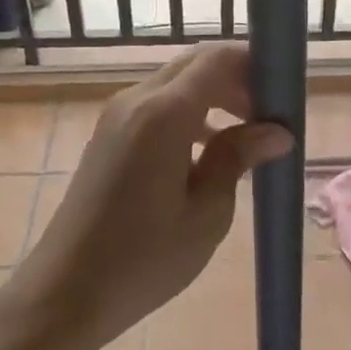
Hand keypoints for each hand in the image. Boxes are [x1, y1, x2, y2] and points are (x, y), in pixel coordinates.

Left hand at [9, 44, 291, 349]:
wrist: (66, 290)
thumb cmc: (144, 258)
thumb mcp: (206, 213)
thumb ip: (237, 158)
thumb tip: (276, 131)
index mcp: (163, 113)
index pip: (216, 59)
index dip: (253, 63)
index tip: (284, 90)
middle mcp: (136, 100)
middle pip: (194, 64)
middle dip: (235, 78)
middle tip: (268, 115)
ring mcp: (116, 115)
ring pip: (174, 83)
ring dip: (212, 95)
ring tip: (245, 133)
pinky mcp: (107, 135)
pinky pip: (155, 104)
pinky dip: (187, 112)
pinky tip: (207, 150)